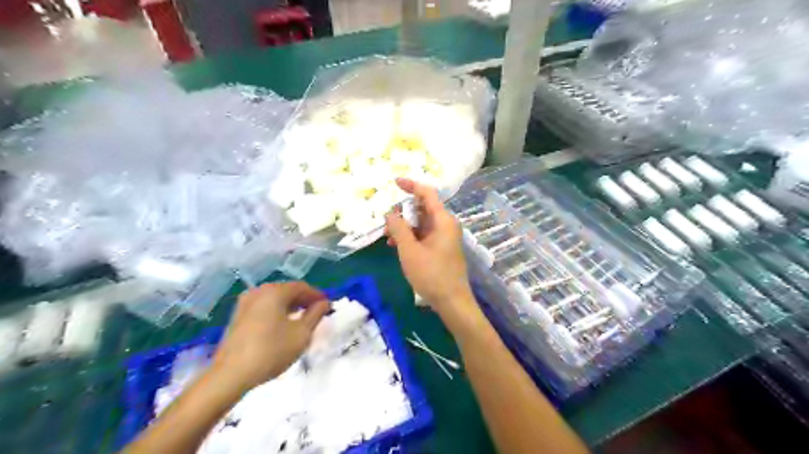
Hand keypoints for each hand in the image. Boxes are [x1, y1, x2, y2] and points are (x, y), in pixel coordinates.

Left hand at [212, 282, 332, 391]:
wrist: (230, 375)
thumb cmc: (271, 351)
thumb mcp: (301, 334)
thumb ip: (315, 315)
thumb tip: (324, 303)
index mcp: (274, 292)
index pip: (301, 287)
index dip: (317, 295)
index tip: (328, 306)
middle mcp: (258, 291)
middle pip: (287, 290)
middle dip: (303, 300)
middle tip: (317, 312)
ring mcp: (245, 303)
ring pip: (274, 299)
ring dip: (290, 306)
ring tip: (302, 320)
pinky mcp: (237, 316)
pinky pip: (263, 307)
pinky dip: (276, 311)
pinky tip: (282, 326)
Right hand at [383, 179, 474, 313]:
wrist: (452, 301)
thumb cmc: (431, 274)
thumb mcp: (409, 250)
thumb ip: (398, 228)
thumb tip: (390, 213)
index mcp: (443, 220)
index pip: (427, 193)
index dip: (411, 185)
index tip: (394, 183)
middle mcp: (446, 225)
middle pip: (423, 208)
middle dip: (403, 212)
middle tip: (386, 221)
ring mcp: (445, 237)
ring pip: (422, 223)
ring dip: (404, 227)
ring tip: (388, 237)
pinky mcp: (442, 248)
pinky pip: (424, 235)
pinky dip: (411, 237)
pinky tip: (397, 246)